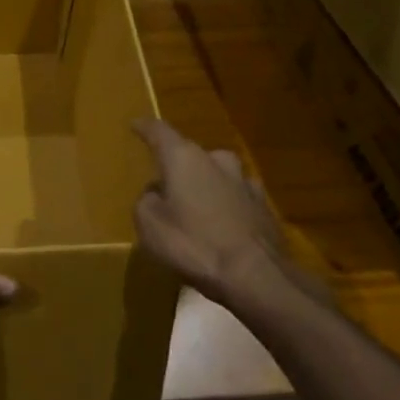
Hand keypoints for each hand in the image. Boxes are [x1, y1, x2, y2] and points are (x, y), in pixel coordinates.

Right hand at [133, 119, 319, 313]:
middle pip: (191, 154)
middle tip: (166, 184)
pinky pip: (236, 198)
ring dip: (205, 185)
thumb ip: (146, 201)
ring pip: (217, 175)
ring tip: (195, 207)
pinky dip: (225, 205)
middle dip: (179, 166)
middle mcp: (216, 160)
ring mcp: (245, 182)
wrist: (256, 276)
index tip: (135, 124)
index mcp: (184, 158)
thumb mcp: (150, 226)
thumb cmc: (194, 244)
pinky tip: (221, 225)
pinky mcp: (264, 207)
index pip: (159, 131)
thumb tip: (156, 193)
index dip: (145, 127)